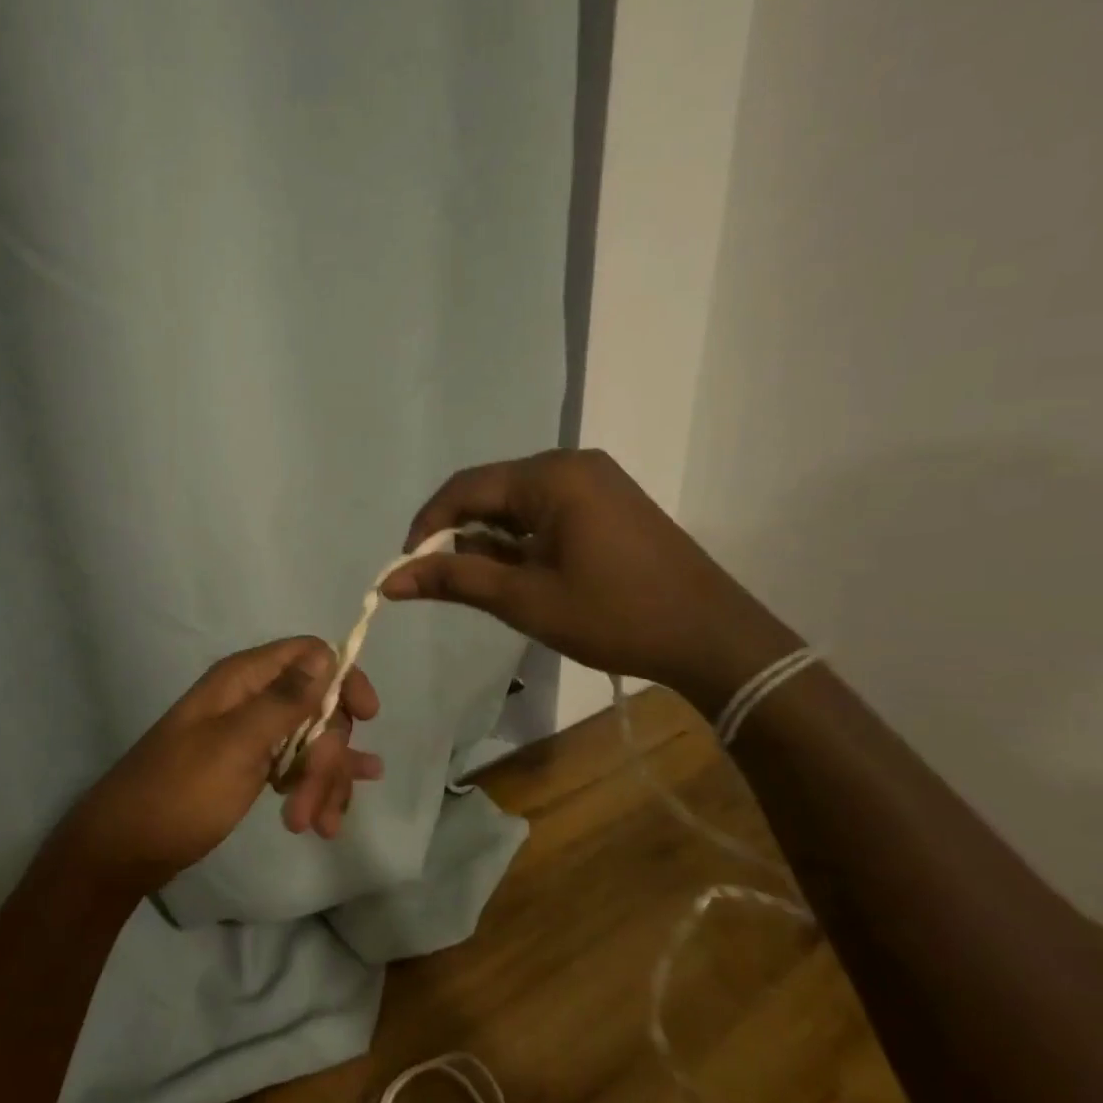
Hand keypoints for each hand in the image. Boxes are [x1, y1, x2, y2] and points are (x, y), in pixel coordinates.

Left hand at [61, 637, 383, 895]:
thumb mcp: (236, 745)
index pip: (310, 655)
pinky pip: (296, 767)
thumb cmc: (179, 792)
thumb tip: (328, 654)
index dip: (344, 679)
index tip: (368, 718)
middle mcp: (251, 699)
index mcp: (243, 680)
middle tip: (312, 805)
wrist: (126, 849)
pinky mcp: (251, 767)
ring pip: (312, 743)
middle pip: (318, 707)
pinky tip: (333, 815)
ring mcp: (251, 734)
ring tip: (314, 827)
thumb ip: (285, 700)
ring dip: (321, 782)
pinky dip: (313, 790)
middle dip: (327, 756)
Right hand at [380, 450, 798, 710]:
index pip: (465, 487)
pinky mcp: (609, 503)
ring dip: (489, 539)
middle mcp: (572, 465)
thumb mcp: (525, 600)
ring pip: (517, 503)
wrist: (712, 637)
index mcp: (551, 476)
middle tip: (440, 579)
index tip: (407, 567)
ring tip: (479, 583)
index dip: (427, 525)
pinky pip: (546, 511)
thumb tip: (390, 580)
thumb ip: (454, 579)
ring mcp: (595, 482)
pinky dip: (521, 539)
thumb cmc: (614, 616)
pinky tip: (517, 573)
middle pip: (490, 491)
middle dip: (458, 533)